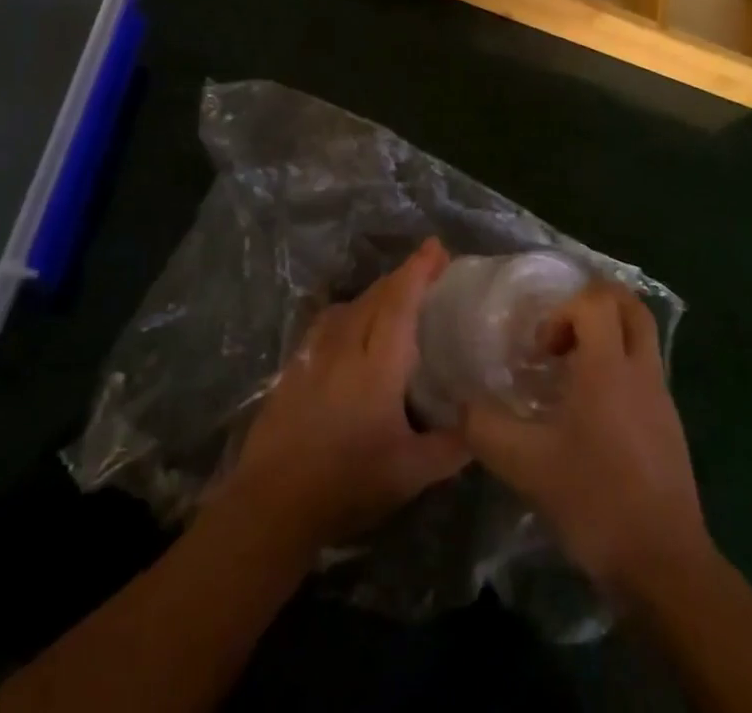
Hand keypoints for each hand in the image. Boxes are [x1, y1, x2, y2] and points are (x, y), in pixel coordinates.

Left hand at [216, 238, 470, 555]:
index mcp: (377, 365)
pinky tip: (351, 327)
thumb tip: (480, 425)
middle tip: (427, 269)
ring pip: (349, 306)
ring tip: (394, 296)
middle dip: (403, 276)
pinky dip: (348, 312)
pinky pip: (327, 323)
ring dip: (375, 293)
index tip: (436, 247)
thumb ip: (450, 447)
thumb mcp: (410, 474)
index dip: (419, 270)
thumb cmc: (347, 484)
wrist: (272, 504)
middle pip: (376, 296)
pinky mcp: (293, 368)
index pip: (400, 302)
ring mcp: (313, 354)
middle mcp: (345, 346)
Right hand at [460, 282, 711, 600]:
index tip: (542, 352)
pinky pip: (645, 371)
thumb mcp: (526, 467)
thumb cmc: (596, 501)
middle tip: (561, 337)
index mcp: (609, 367)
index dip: (562, 311)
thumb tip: (462, 405)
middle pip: (629, 304)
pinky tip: (592, 414)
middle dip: (593, 305)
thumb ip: (486, 429)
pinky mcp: (670, 424)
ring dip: (607, 337)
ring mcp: (661, 397)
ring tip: (572, 375)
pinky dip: (619, 369)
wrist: (665, 566)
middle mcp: (641, 370)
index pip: (595, 300)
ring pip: (641, 336)